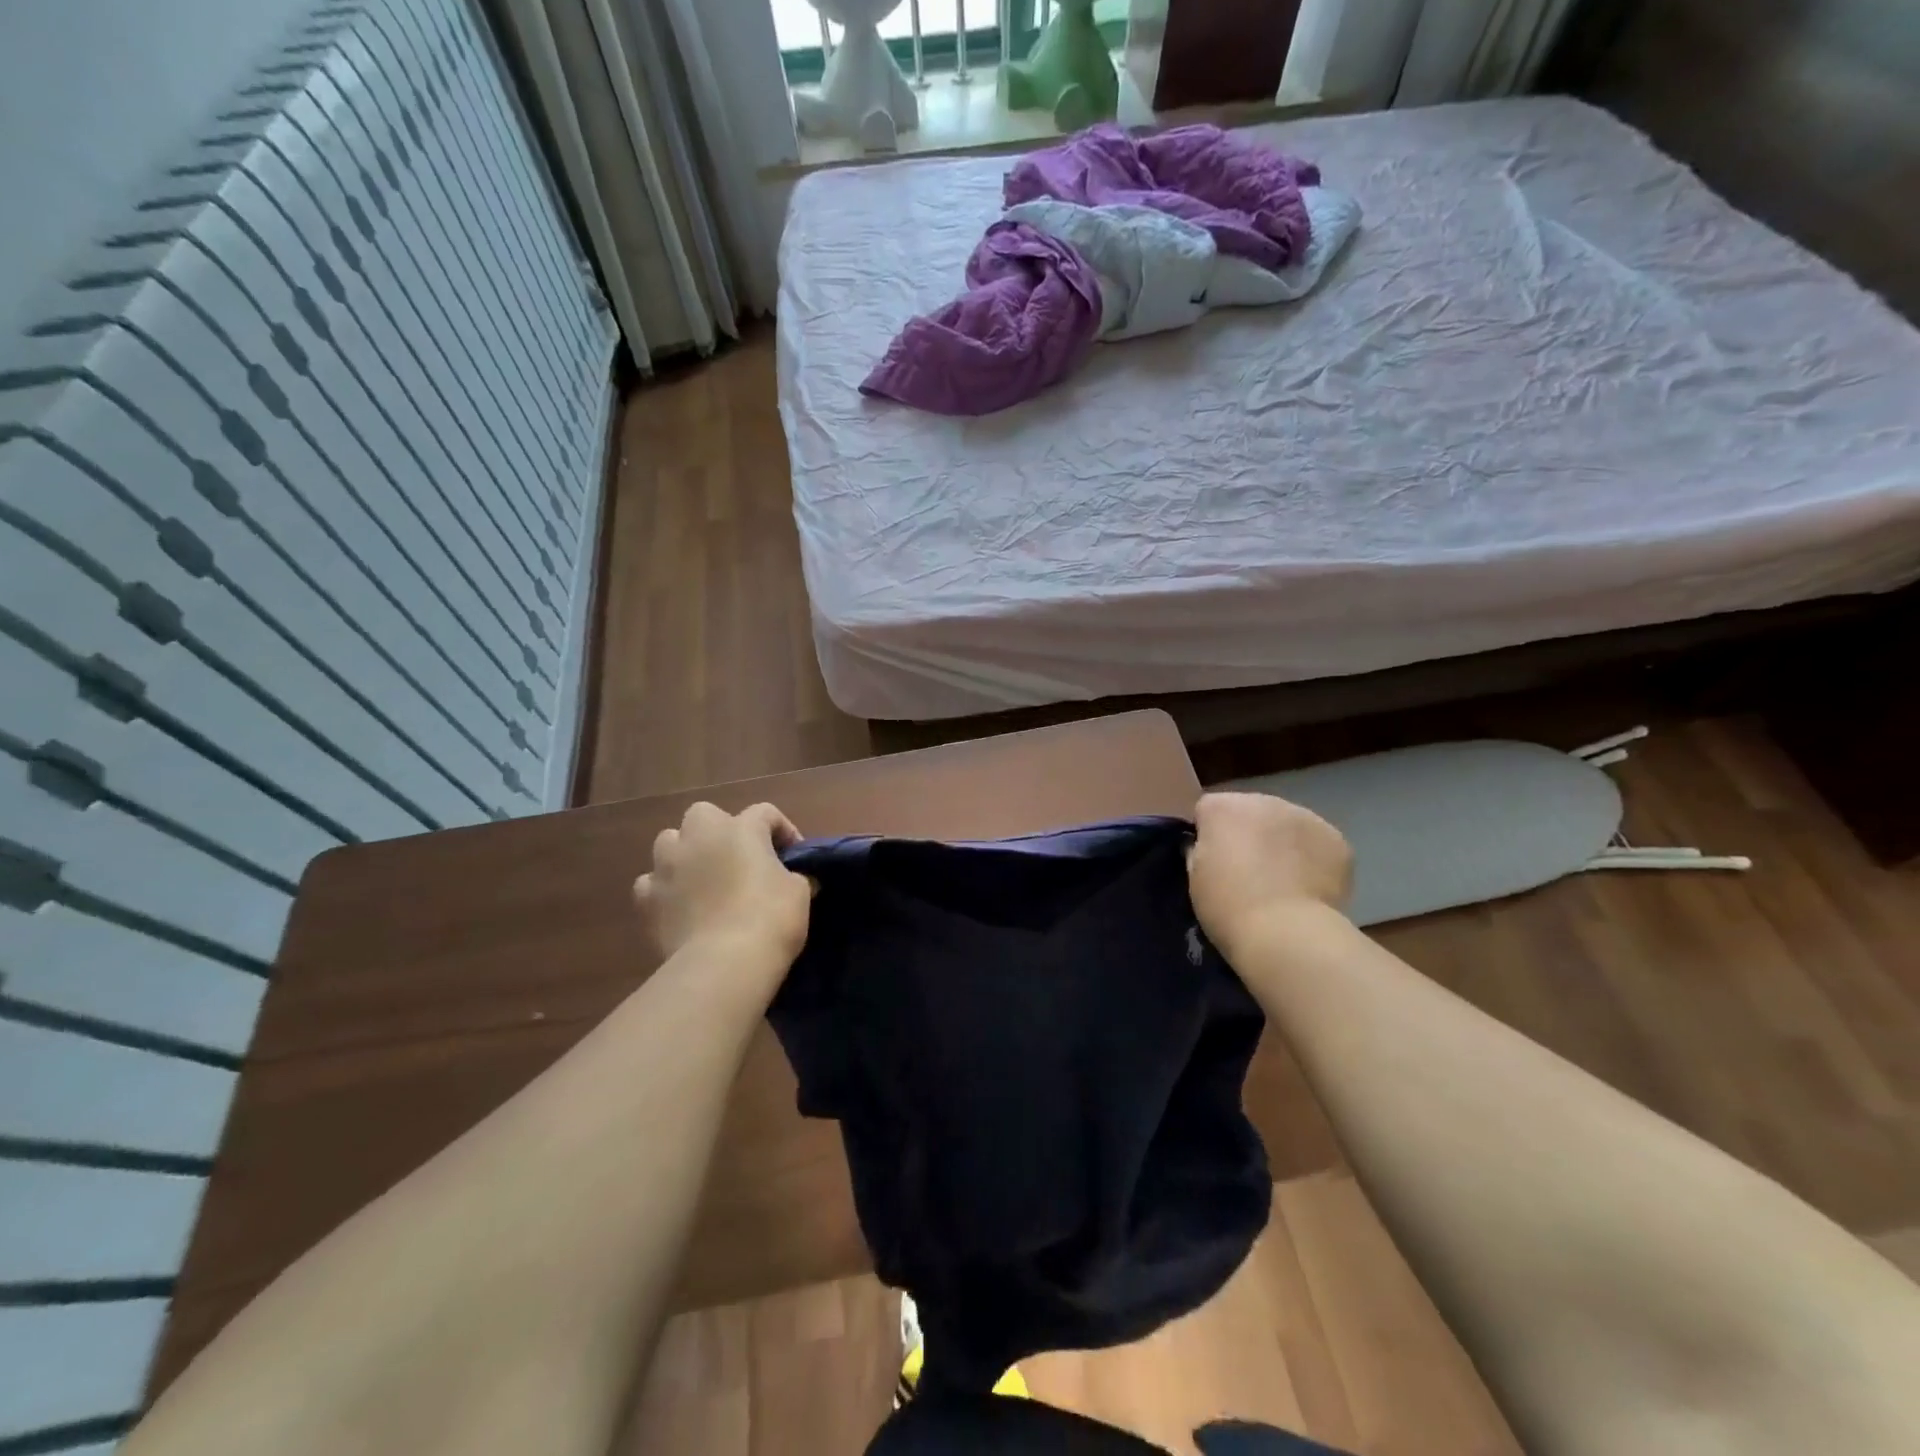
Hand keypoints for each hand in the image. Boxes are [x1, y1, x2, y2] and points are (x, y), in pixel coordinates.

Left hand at [634, 802, 811, 972]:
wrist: (722, 964)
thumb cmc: (769, 919)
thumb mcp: (799, 893)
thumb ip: (796, 877)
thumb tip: (796, 878)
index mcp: (741, 828)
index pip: (765, 812)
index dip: (782, 830)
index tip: (794, 856)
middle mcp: (699, 836)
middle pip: (705, 814)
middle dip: (720, 830)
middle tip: (739, 858)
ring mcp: (666, 865)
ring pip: (669, 841)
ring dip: (686, 853)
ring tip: (704, 878)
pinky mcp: (646, 898)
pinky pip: (651, 882)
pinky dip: (664, 889)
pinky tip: (679, 906)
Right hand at [1188, 792, 1352, 956]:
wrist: (1286, 933)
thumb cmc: (1228, 906)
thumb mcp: (1195, 877)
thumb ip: (1201, 851)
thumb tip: (1211, 848)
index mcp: (1222, 807)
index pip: (1208, 810)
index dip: (1209, 835)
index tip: (1212, 863)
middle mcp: (1263, 800)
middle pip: (1251, 811)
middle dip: (1249, 834)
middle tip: (1249, 873)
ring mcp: (1305, 816)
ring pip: (1287, 825)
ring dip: (1283, 844)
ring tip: (1283, 883)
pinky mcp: (1336, 839)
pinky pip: (1317, 844)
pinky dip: (1312, 860)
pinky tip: (1309, 888)